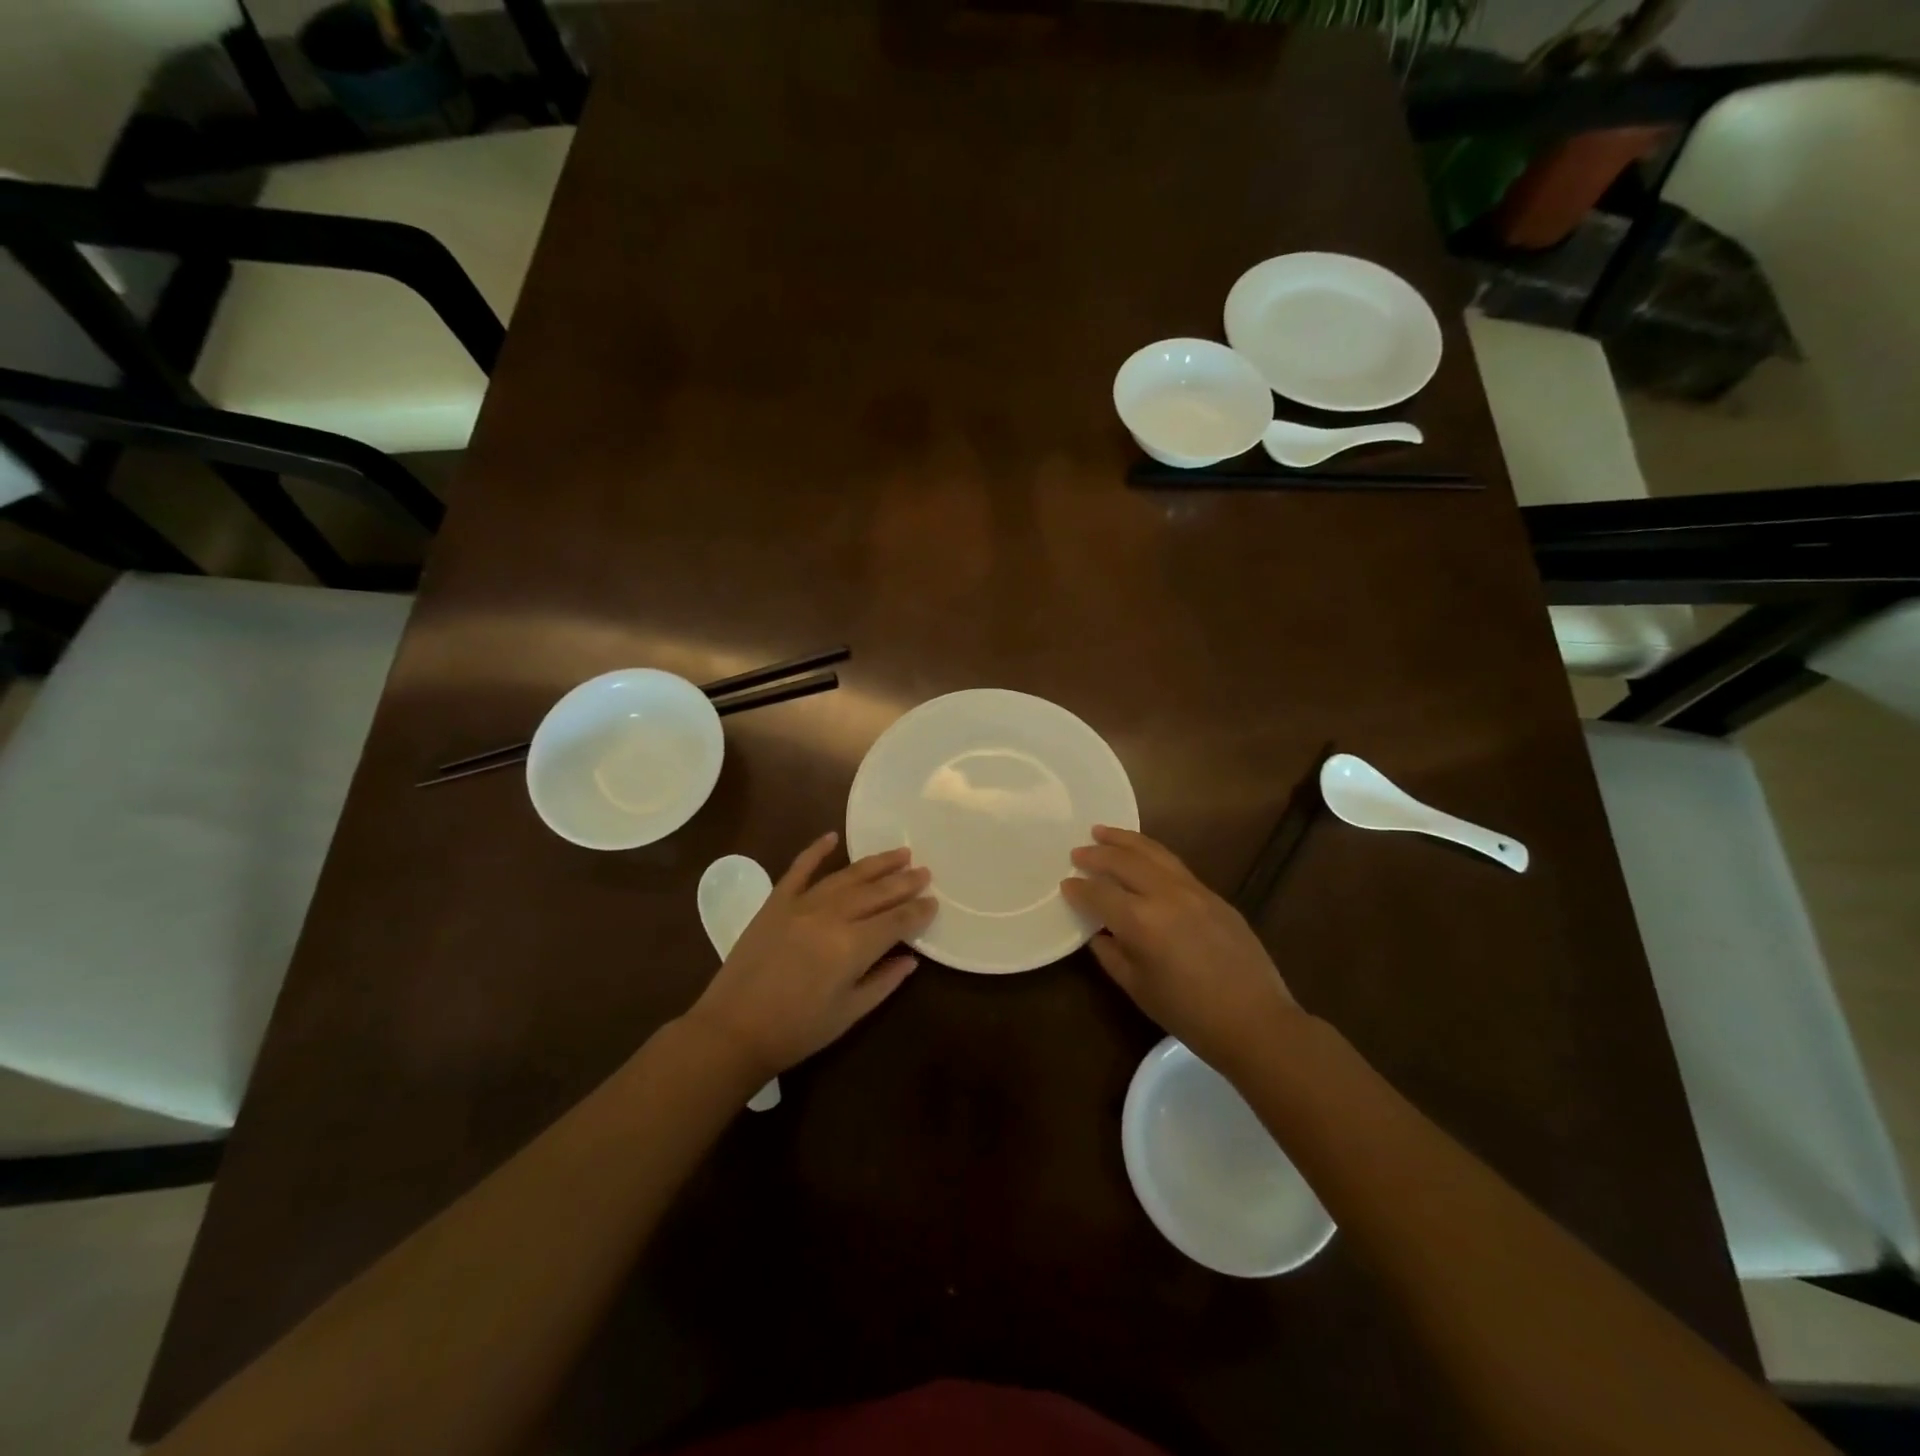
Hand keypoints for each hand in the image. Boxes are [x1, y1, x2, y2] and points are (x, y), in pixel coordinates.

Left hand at [685, 832, 935, 1080]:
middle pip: (876, 893)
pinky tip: (832, 837)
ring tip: (900, 853)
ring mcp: (801, 904)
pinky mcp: (776, 903)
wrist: (732, 1030)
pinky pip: (799, 870)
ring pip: (847, 877)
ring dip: (875, 864)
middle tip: (925, 872)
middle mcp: (831, 916)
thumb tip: (911, 959)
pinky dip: (816, 851)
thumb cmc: (796, 1031)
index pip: (896, 921)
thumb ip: (884, 982)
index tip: (934, 902)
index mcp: (852, 946)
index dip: (918, 911)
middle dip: (904, 882)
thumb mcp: (849, 1014)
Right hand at [1061, 826, 1301, 1075]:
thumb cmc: (1189, 1014)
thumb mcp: (1138, 988)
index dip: (1079, 889)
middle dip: (1097, 854)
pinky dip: (1152, 854)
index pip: (1099, 893)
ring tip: (1104, 832)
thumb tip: (1099, 932)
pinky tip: (1143, 857)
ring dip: (1125, 840)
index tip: (1065, 884)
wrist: (1255, 1021)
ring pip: (1153, 852)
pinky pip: (1175, 864)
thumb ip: (1112, 953)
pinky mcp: (1214, 895)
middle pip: (1124, 861)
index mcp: (1141, 921)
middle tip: (1078, 851)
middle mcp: (1165, 895)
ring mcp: (1193, 890)